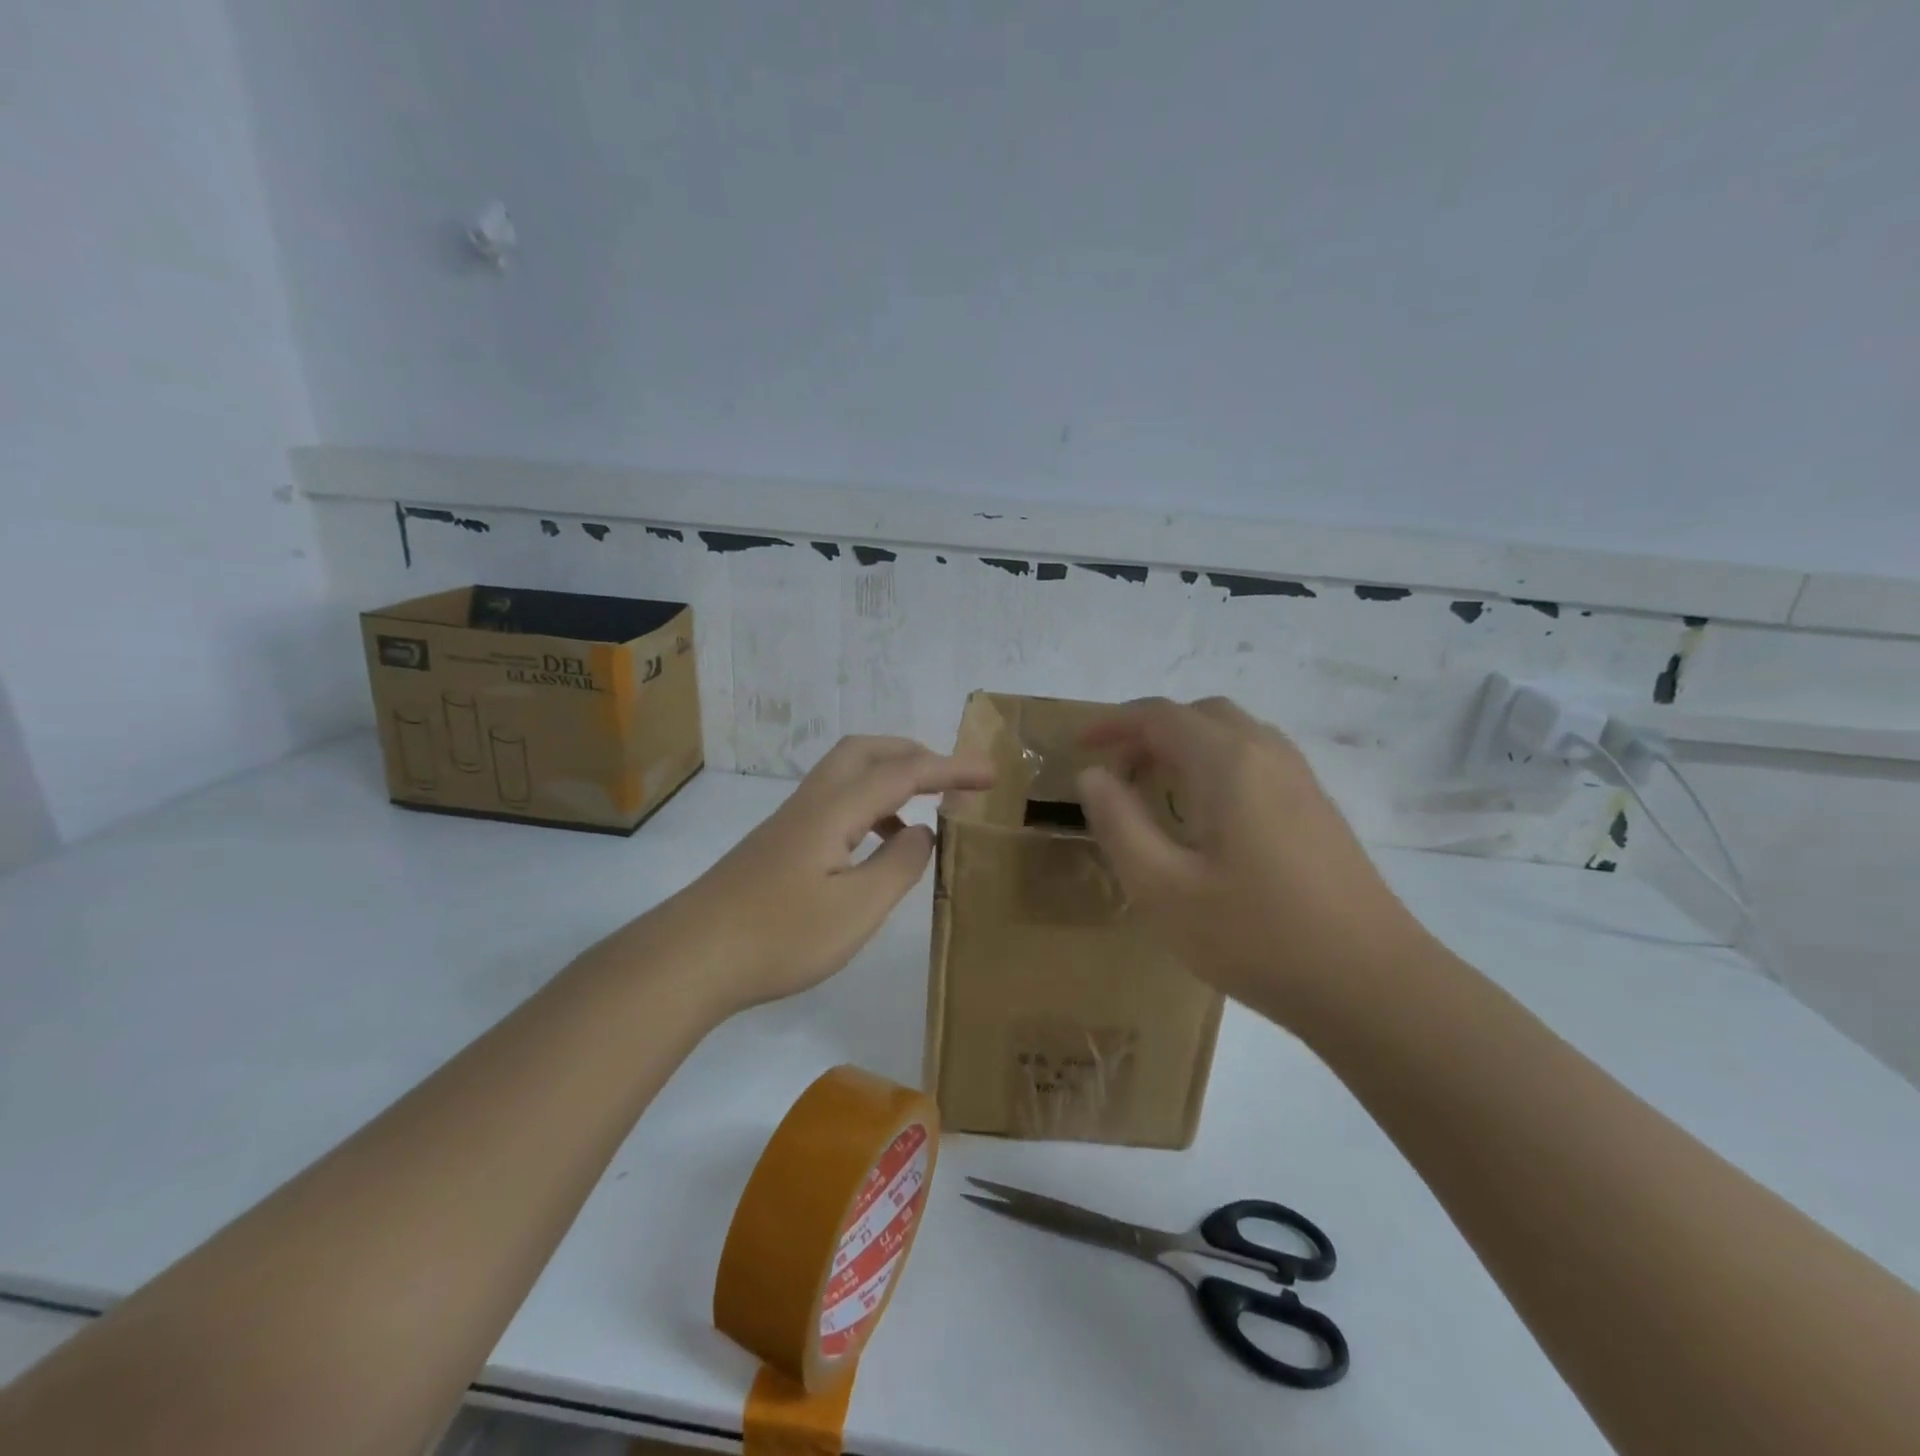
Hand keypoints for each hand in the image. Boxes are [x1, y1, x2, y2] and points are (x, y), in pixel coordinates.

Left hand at [669, 735, 993, 1010]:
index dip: (950, 770)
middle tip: (949, 779)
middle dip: (913, 753)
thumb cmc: (779, 936)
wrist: (691, 957)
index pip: (904, 773)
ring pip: (845, 775)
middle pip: (866, 751)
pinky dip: (867, 807)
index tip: (990, 775)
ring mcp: (790, 822)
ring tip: (920, 814)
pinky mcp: (778, 845)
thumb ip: (898, 865)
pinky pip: (834, 803)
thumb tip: (921, 831)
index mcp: (835, 810)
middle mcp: (812, 803)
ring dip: (888, 779)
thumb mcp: (856, 909)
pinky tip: (873, 848)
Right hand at [1076, 697, 1431, 1026]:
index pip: (1159, 716)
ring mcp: (1300, 779)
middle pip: (1199, 715)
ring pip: (1232, 734)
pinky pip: (1255, 759)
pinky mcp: (1317, 807)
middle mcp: (1267, 754)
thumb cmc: (1255, 935)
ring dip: (1184, 746)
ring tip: (1155, 790)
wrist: (1372, 984)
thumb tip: (1093, 776)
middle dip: (1149, 732)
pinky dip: (1215, 764)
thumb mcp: (1163, 888)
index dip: (1113, 723)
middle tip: (1117, 772)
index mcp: (1227, 763)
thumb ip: (1119, 823)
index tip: (1079, 746)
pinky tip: (1207, 816)